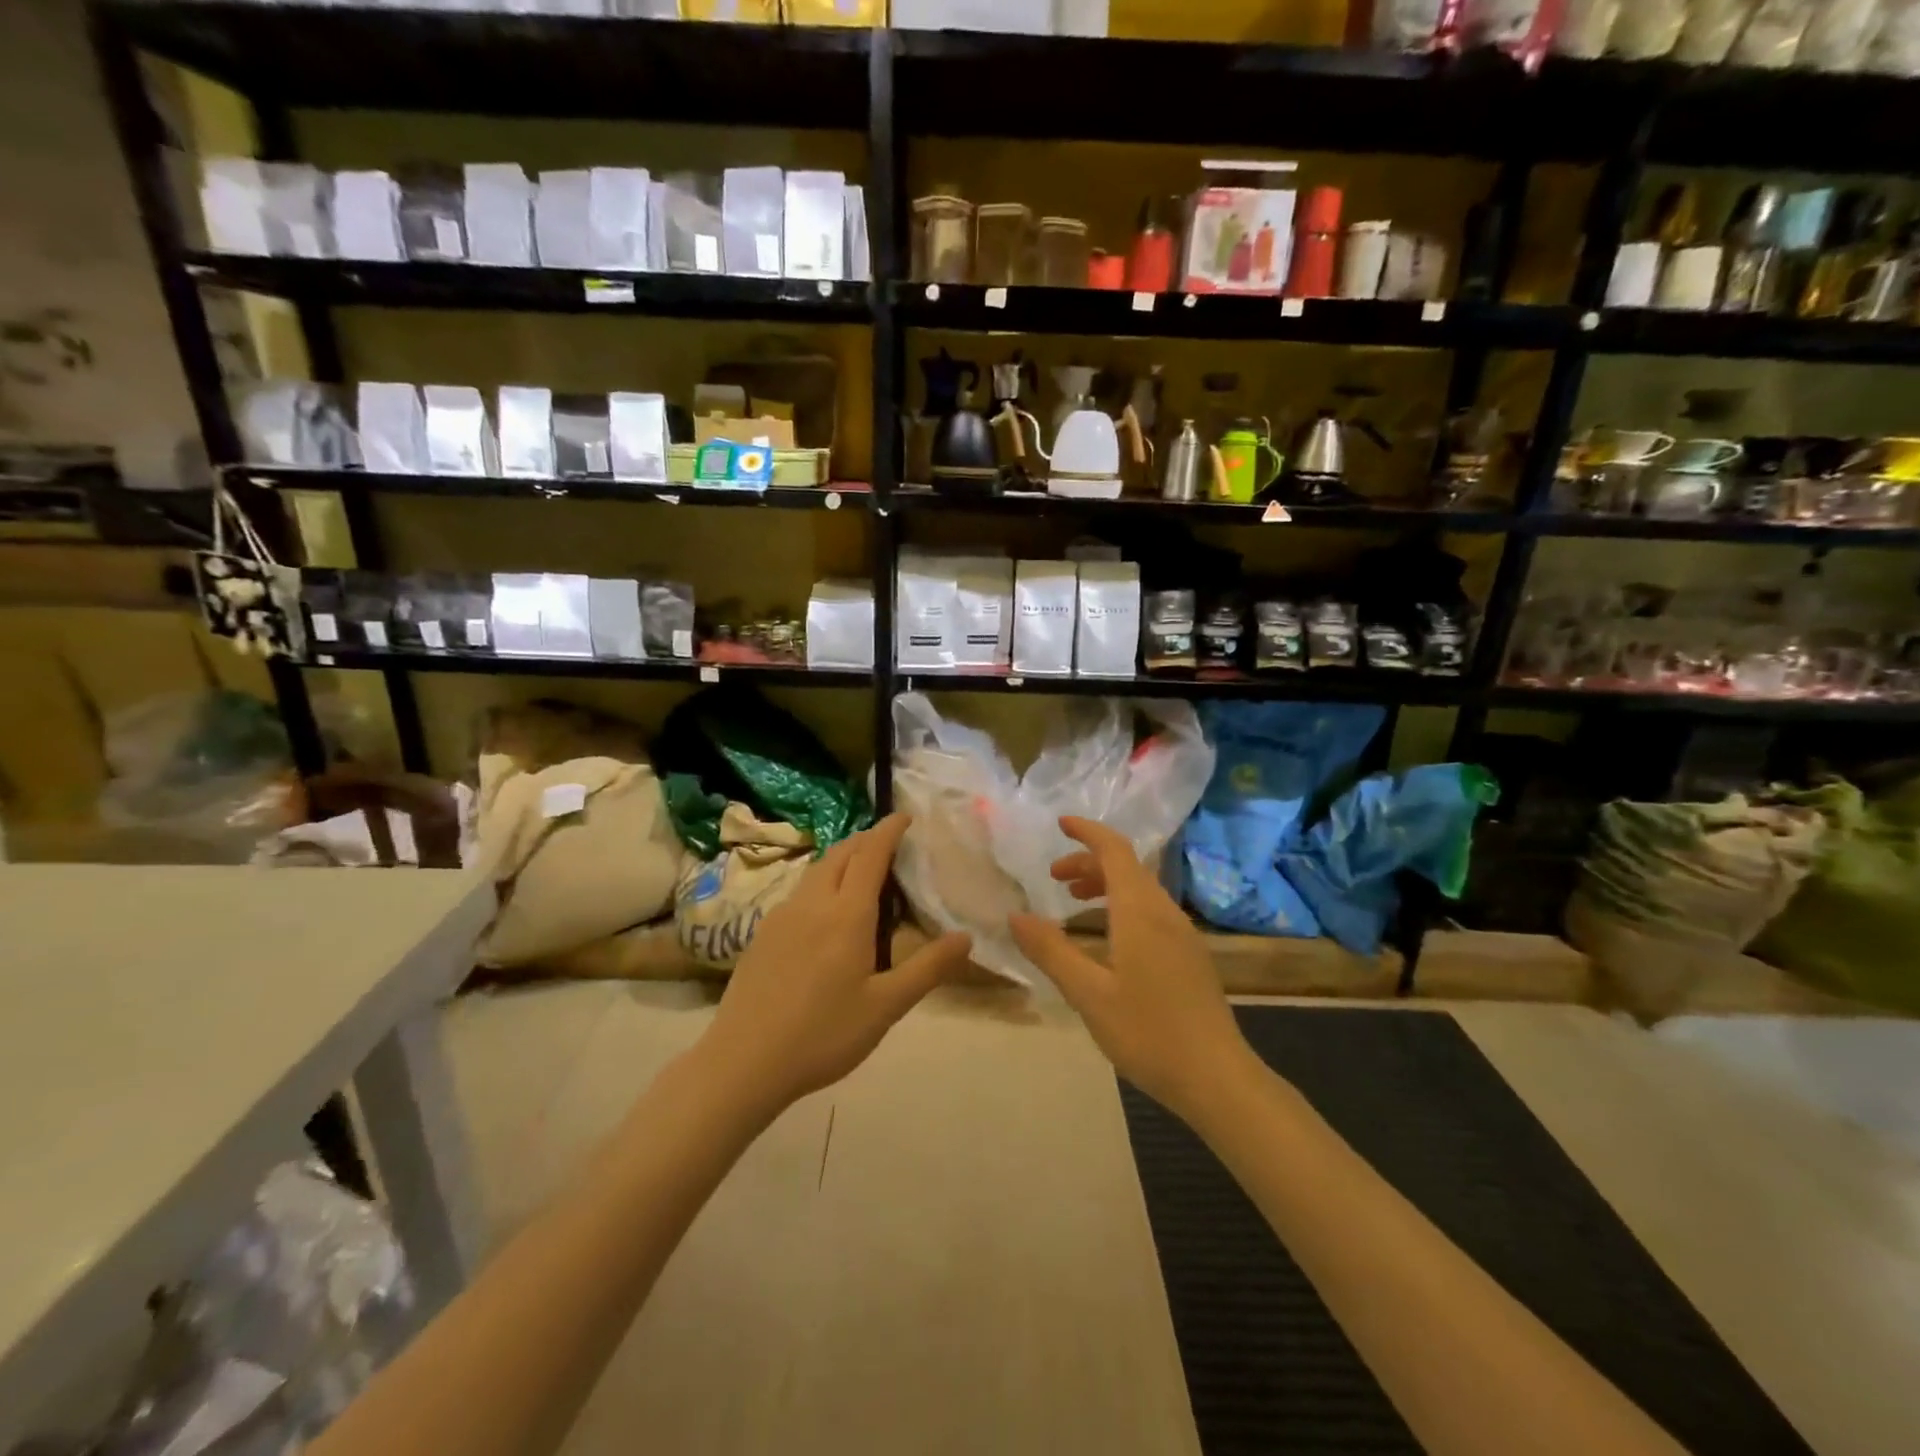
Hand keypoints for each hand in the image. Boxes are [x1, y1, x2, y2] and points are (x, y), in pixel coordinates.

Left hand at [698, 813, 972, 1116]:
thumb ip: (928, 968)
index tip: (904, 816)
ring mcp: (781, 916)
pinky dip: (822, 882)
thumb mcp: (885, 1007)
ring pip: (816, 870)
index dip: (888, 830)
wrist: (743, 1062)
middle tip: (888, 842)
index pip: (870, 854)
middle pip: (840, 854)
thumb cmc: (823, 1034)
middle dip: (865, 839)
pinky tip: (825, 911)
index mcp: (846, 915)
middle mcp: (812, 903)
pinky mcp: (762, 933)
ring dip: (842, 859)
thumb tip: (966, 937)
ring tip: (861, 871)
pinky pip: (799, 891)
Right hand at [1010, 816, 1254, 1120]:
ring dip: (1106, 885)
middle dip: (1089, 862)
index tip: (1060, 824)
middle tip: (1054, 878)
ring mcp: (1183, 934)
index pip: (1114, 850)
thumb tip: (1016, 915)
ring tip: (1075, 903)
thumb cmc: (1148, 1032)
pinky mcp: (1190, 957)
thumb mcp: (1088, 993)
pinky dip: (1122, 906)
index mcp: (1140, 911)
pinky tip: (1109, 939)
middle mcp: (1165, 912)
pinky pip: (1151, 912)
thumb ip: (1051, 951)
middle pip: (1127, 868)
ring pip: (1141, 891)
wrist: (1218, 1078)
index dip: (1087, 832)